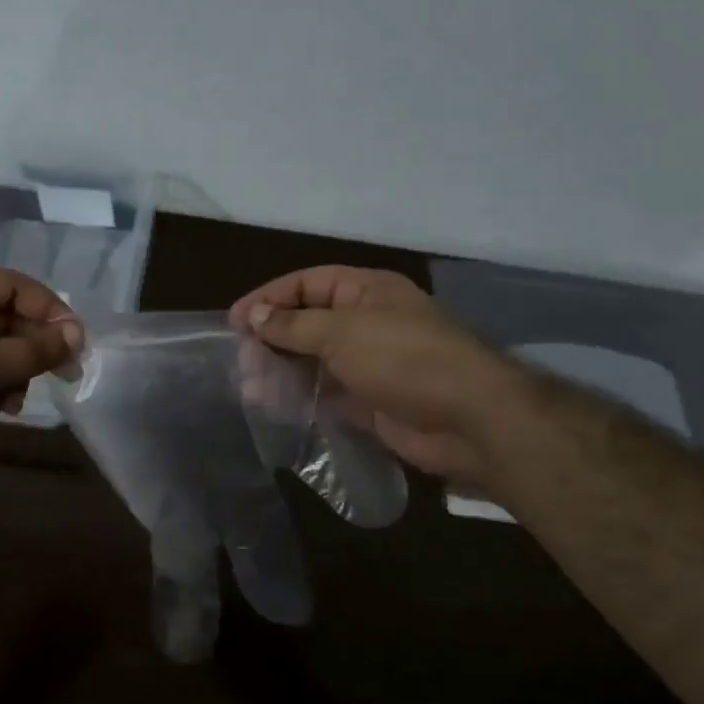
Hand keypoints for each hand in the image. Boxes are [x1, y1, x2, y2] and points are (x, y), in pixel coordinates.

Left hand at [0, 268, 80, 484]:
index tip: (75, 339)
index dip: (47, 308)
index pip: (10, 284)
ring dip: (16, 371)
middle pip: (7, 315)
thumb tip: (77, 335)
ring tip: (15, 400)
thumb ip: (30, 350)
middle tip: (63, 373)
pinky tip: (0, 408)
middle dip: (32, 345)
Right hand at [229, 266, 524, 483]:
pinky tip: (276, 408)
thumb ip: (294, 325)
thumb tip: (255, 316)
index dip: (269, 298)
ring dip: (282, 372)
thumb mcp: (343, 331)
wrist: (469, 420)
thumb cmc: (404, 358)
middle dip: (272, 339)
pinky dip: (301, 399)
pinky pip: (326, 395)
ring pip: (314, 361)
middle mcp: (366, 322)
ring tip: (251, 389)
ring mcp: (369, 364)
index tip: (235, 321)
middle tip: (241, 360)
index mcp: (366, 291)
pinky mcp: (370, 401)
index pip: (307, 284)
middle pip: (307, 322)